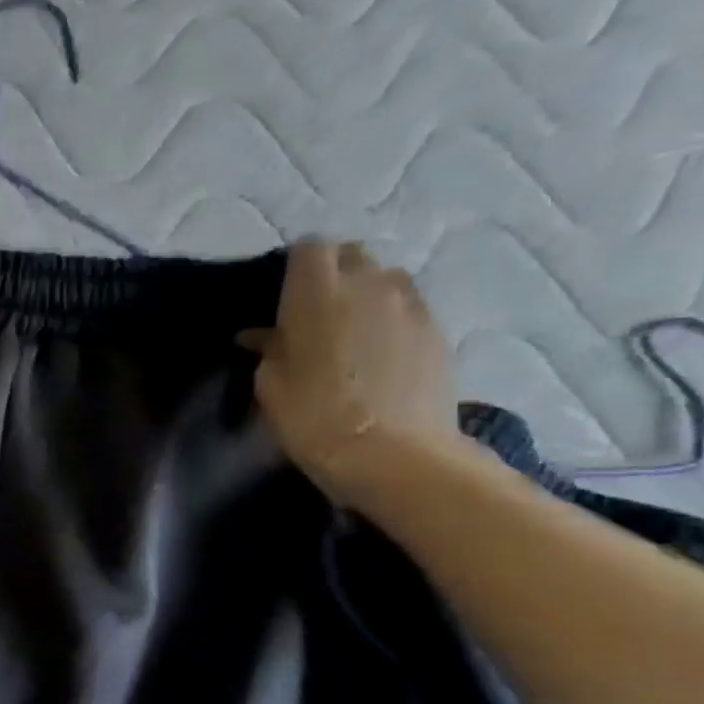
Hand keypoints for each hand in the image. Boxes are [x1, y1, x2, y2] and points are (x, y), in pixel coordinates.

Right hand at [241, 240, 462, 508]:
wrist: (395, 455)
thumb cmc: (314, 417)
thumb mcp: (271, 385)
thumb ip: (270, 350)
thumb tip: (265, 336)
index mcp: (319, 294)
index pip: (309, 248)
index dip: (294, 265)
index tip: (280, 293)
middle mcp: (370, 285)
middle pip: (352, 256)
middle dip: (332, 274)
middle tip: (312, 311)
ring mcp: (412, 306)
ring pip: (386, 279)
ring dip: (365, 295)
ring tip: (349, 331)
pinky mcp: (438, 331)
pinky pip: (408, 309)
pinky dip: (390, 320)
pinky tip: (377, 355)